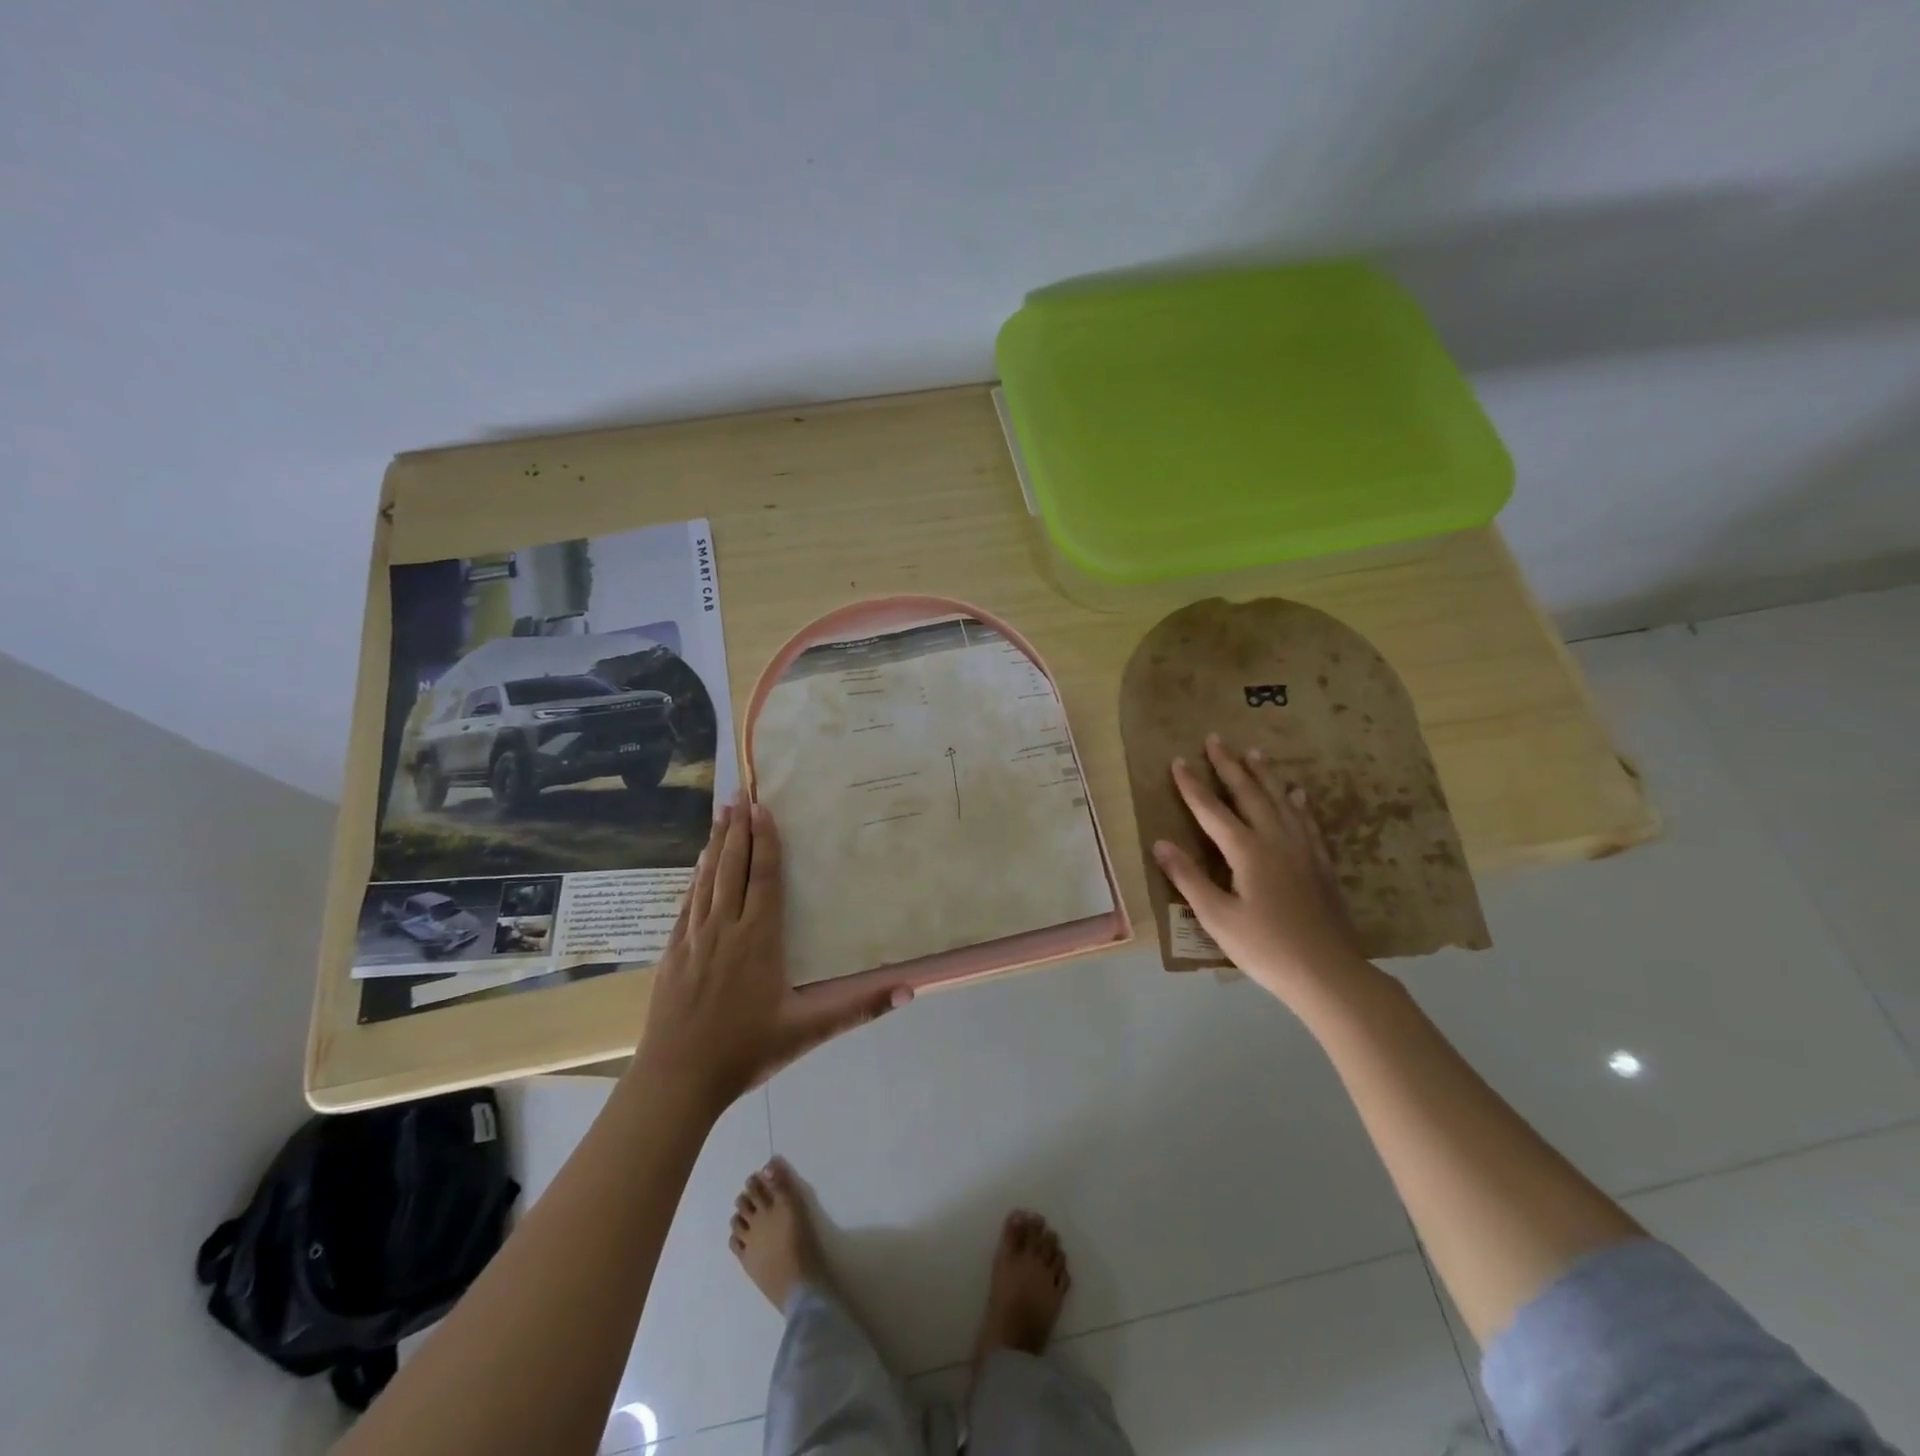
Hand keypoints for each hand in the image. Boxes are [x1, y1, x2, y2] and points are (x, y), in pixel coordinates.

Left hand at [637, 790, 913, 1112]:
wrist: (677, 1080)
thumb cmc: (746, 1051)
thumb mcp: (808, 1032)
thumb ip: (858, 1008)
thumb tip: (909, 990)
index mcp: (758, 940)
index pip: (764, 879)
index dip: (765, 842)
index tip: (763, 809)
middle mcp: (725, 929)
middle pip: (732, 869)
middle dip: (738, 830)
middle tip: (739, 795)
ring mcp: (694, 939)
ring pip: (706, 880)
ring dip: (714, 845)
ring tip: (720, 815)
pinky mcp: (673, 953)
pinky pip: (686, 904)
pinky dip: (694, 878)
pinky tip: (696, 866)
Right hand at [1152, 735, 1368, 1003]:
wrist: (1329, 973)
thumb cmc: (1265, 948)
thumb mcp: (1217, 917)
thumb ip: (1188, 878)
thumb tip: (1160, 843)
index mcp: (1247, 851)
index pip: (1212, 810)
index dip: (1193, 785)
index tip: (1178, 760)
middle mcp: (1275, 840)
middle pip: (1249, 794)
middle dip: (1229, 766)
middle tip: (1216, 738)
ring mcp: (1303, 850)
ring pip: (1281, 801)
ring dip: (1264, 775)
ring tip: (1254, 753)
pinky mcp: (1321, 864)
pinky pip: (1307, 821)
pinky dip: (1298, 803)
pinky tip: (1297, 794)